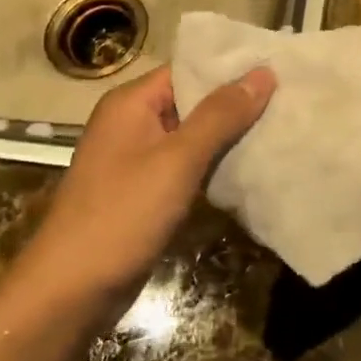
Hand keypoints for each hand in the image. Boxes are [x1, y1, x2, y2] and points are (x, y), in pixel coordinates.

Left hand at [21, 64, 274, 312]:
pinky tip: (251, 166)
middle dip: (236, 102)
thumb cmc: (122, 215)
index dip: (231, 68)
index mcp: (131, 103)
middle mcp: (131, 123)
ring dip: (229, 135)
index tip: (278, 68)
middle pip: (192, 100)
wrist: (70, 292)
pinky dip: (214, 164)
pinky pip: (186, 166)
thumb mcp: (177, 160)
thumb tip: (263, 73)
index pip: (188, 69)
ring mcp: (136, 159)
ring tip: (281, 127)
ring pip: (192, 136)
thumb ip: (220, 115)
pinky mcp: (144, 192)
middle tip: (289, 99)